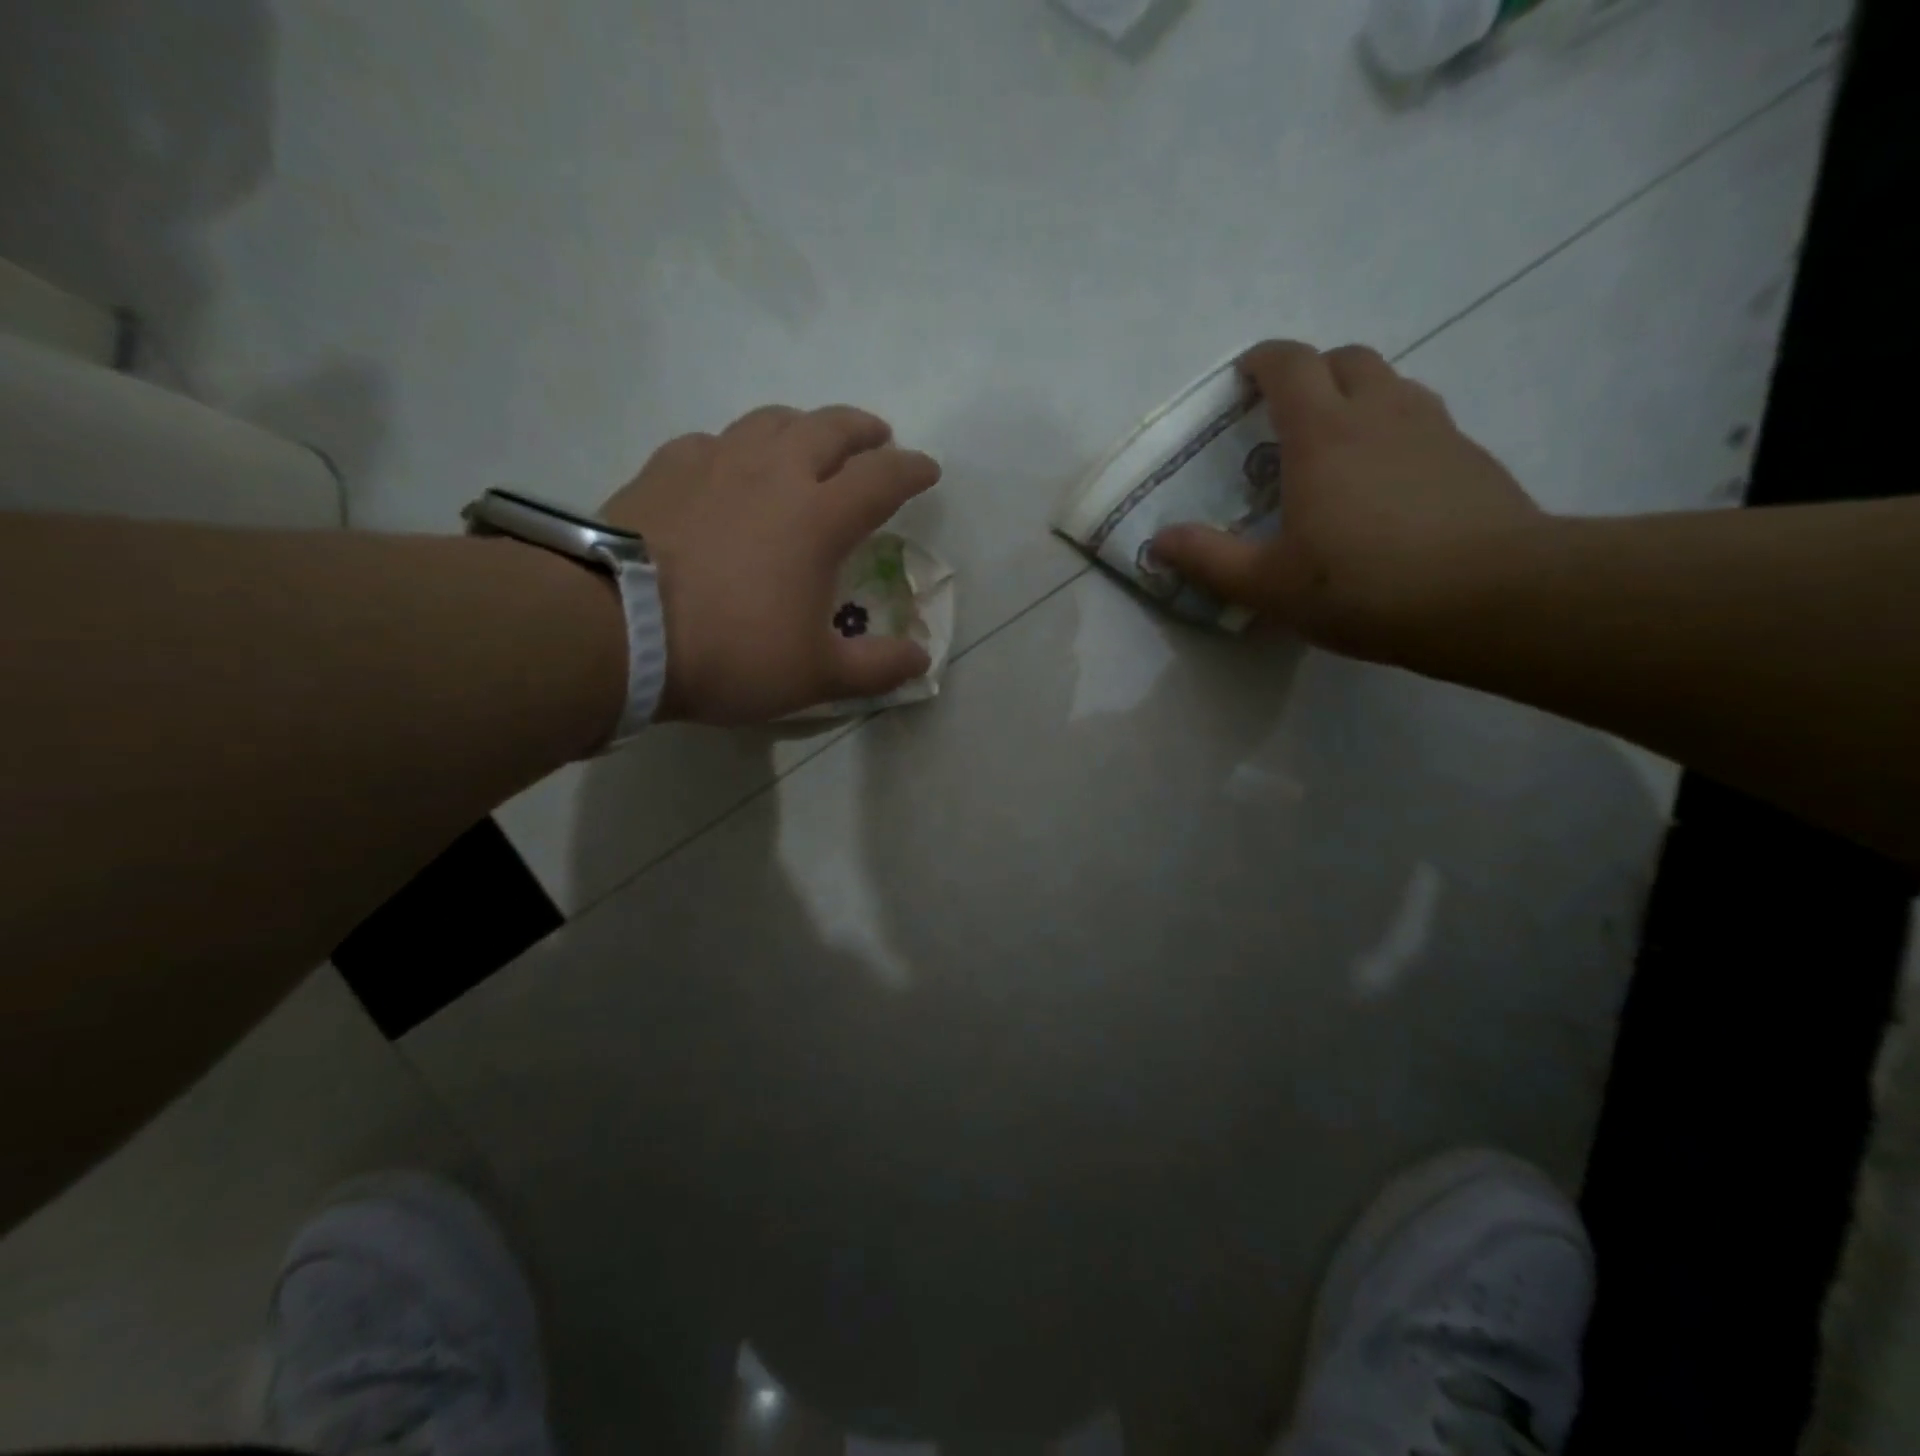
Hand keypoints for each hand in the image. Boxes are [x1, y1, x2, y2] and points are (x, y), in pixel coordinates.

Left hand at [600, 404, 939, 723]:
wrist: (618, 631)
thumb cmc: (731, 652)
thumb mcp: (815, 676)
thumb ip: (876, 667)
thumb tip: (922, 659)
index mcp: (819, 517)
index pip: (882, 478)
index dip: (912, 471)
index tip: (928, 471)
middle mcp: (773, 474)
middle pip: (829, 428)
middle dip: (862, 430)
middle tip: (877, 439)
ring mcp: (714, 462)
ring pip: (771, 421)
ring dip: (803, 426)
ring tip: (809, 442)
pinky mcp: (664, 468)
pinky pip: (713, 441)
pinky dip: (737, 447)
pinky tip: (730, 467)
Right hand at [1150, 340, 1541, 662]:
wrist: (1490, 597)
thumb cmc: (1362, 586)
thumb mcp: (1267, 585)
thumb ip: (1209, 560)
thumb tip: (1158, 543)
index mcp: (1323, 434)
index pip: (1290, 364)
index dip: (1262, 361)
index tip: (1242, 379)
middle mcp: (1380, 413)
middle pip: (1346, 359)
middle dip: (1312, 372)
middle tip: (1288, 415)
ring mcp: (1435, 429)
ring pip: (1392, 384)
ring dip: (1358, 397)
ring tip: (1338, 448)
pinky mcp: (1471, 457)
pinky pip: (1424, 422)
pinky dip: (1395, 432)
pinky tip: (1389, 486)